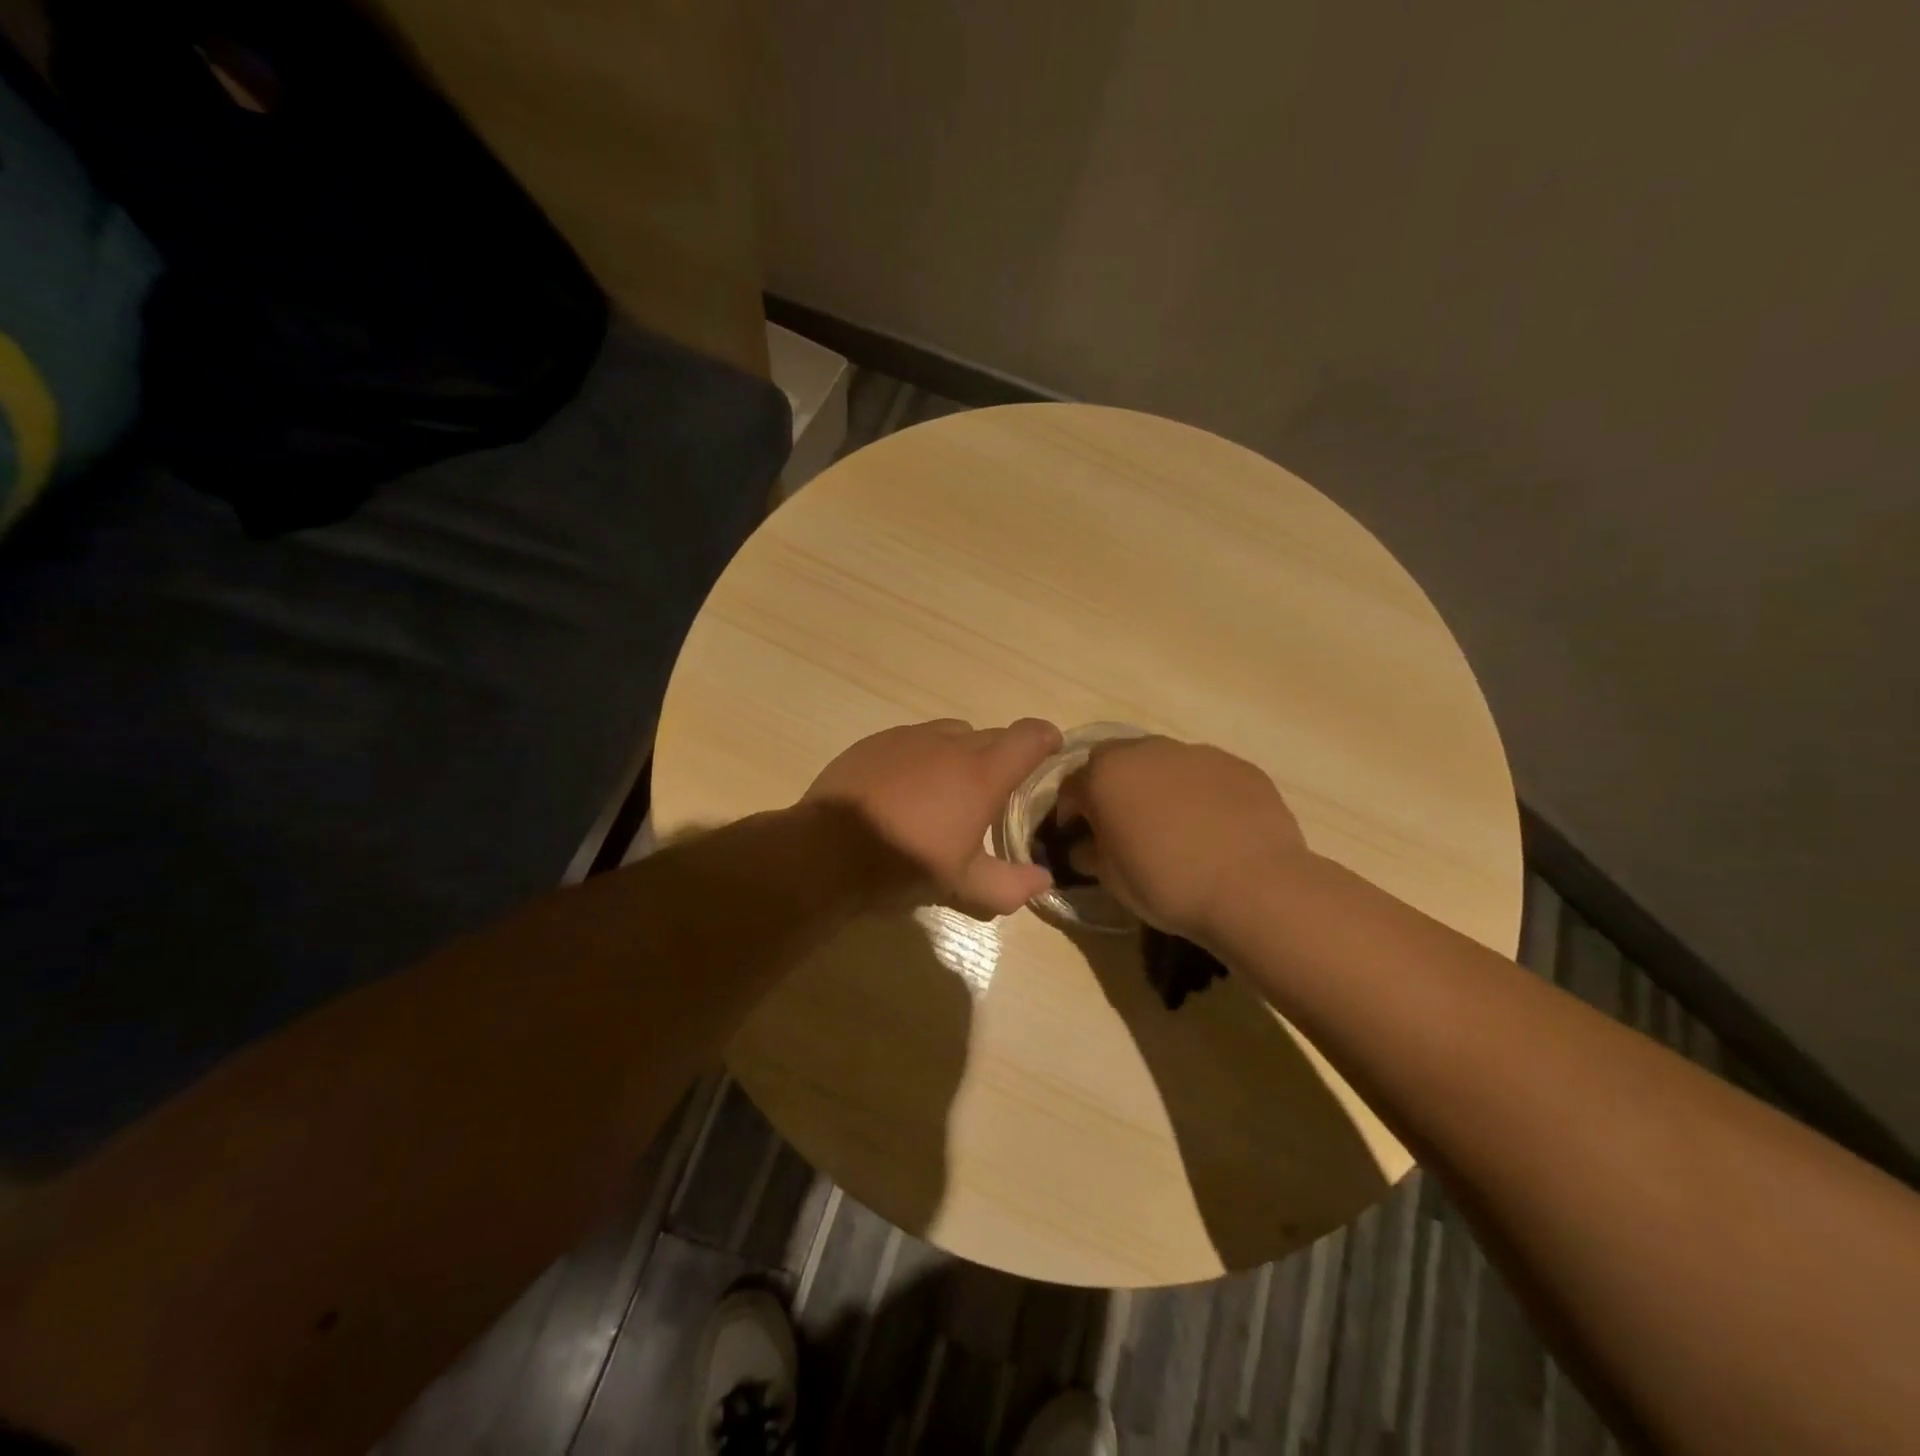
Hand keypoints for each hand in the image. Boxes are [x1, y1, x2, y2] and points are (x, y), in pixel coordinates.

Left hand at [805, 718, 1063, 917]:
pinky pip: (912, 740)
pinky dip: (921, 757)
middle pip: (992, 736)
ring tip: (946, 791)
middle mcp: (951, 743)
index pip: (1030, 736)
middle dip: (1001, 757)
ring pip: (951, 734)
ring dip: (960, 755)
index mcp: (982, 773)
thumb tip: (1044, 881)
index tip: (1050, 752)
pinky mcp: (876, 741)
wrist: (828, 851)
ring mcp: (910, 738)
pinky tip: (904, 789)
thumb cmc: (906, 864)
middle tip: (993, 793)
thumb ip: (1011, 885)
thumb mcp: (963, 884)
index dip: (1046, 739)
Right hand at [1055, 736, 1309, 942]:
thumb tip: (1085, 847)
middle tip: (1122, 825)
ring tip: (1172, 825)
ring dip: (1156, 786)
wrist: (1254, 887)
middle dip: (1112, 788)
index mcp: (1106, 774)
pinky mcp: (1237, 765)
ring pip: (1162, 763)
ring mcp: (1196, 753)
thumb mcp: (1112, 879)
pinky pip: (1204, 775)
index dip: (1071, 812)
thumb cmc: (1167, 883)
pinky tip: (1212, 827)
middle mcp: (1147, 750)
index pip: (1072, 786)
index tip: (1078, 837)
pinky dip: (1198, 793)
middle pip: (1116, 762)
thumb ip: (1091, 854)